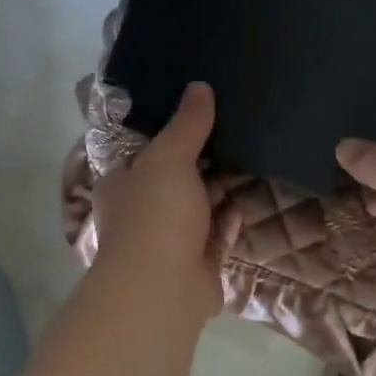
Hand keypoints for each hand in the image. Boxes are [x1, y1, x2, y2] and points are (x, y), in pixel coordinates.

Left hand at [92, 82, 233, 319]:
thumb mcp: (168, 157)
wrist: (162, 288)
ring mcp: (170, 239)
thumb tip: (199, 86)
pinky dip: (231, 217)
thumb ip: (186, 124)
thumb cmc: (155, 214)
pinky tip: (250, 196)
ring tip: (252, 155)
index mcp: (123, 183)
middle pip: (175, 177)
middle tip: (238, 129)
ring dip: (221, 187)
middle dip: (203, 159)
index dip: (171, 131)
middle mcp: (143, 210)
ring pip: (199, 205)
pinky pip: (217, 232)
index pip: (145, 151)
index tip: (203, 110)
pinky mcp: (197, 262)